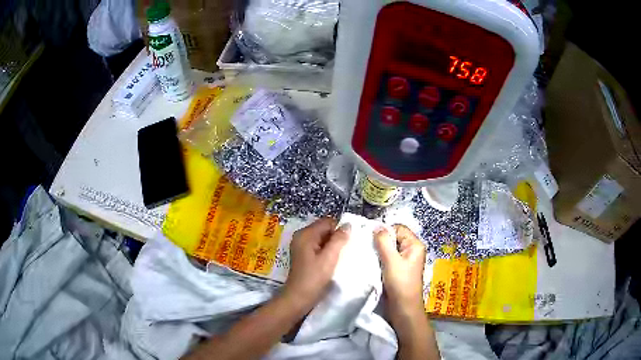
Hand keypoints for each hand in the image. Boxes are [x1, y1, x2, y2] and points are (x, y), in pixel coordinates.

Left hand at [283, 218, 350, 312]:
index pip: (327, 222)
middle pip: (324, 229)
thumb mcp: (329, 257)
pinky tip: (332, 261)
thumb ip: (339, 239)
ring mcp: (301, 246)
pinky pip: (318, 247)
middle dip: (336, 237)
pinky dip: (327, 251)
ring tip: (339, 257)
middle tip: (345, 251)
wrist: (299, 297)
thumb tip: (348, 224)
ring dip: (332, 245)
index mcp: (306, 234)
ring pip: (322, 238)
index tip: (348, 242)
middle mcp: (301, 236)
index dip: (339, 229)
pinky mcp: (303, 255)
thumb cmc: (314, 277)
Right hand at [374, 225, 425, 315]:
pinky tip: (370, 262)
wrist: (403, 308)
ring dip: (378, 251)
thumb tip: (376, 227)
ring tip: (367, 254)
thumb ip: (383, 242)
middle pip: (393, 238)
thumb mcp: (391, 261)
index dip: (385, 231)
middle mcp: (411, 250)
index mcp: (415, 245)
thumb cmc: (400, 284)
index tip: (369, 237)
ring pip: (389, 249)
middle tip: (366, 245)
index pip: (398, 228)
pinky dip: (379, 259)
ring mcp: (404, 261)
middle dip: (380, 241)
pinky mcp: (397, 270)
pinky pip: (387, 259)